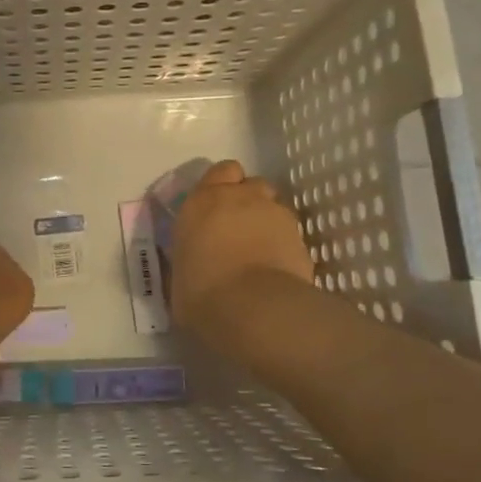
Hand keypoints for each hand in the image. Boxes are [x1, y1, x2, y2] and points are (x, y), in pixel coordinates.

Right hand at [168, 160, 313, 335]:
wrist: (255, 310)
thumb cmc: (203, 293)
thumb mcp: (178, 278)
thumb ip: (187, 259)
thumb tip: (190, 265)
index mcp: (203, 201)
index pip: (220, 171)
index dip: (221, 187)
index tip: (215, 209)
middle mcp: (241, 198)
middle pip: (251, 184)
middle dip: (247, 200)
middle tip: (237, 229)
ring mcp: (276, 215)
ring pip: (274, 206)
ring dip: (267, 221)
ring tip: (260, 251)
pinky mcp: (301, 239)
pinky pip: (291, 234)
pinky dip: (284, 245)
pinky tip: (276, 270)